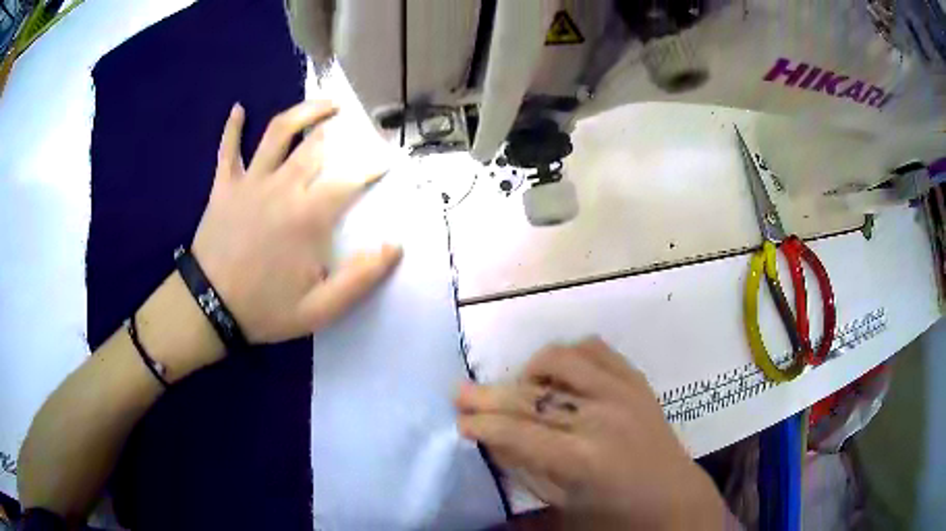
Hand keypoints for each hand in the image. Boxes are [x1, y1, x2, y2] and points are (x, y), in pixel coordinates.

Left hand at [192, 101, 401, 343]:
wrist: (209, 309)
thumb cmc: (265, 309)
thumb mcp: (320, 309)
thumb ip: (360, 278)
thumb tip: (395, 246)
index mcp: (308, 215)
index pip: (350, 179)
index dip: (374, 165)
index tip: (389, 159)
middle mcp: (282, 186)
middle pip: (317, 144)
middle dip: (345, 131)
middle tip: (362, 125)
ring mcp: (250, 181)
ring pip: (278, 131)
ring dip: (304, 111)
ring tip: (326, 104)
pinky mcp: (224, 185)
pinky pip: (228, 148)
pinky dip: (232, 127)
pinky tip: (238, 108)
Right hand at [456, 338, 728, 529]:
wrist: (673, 497)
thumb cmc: (615, 513)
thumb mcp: (562, 504)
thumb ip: (525, 470)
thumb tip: (492, 439)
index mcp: (582, 460)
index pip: (517, 433)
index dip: (482, 424)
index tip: (460, 421)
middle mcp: (601, 418)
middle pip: (531, 396)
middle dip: (488, 395)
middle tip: (461, 393)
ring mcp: (623, 392)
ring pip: (561, 360)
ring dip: (530, 371)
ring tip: (520, 387)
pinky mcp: (636, 380)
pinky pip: (596, 349)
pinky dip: (570, 356)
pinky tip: (561, 375)